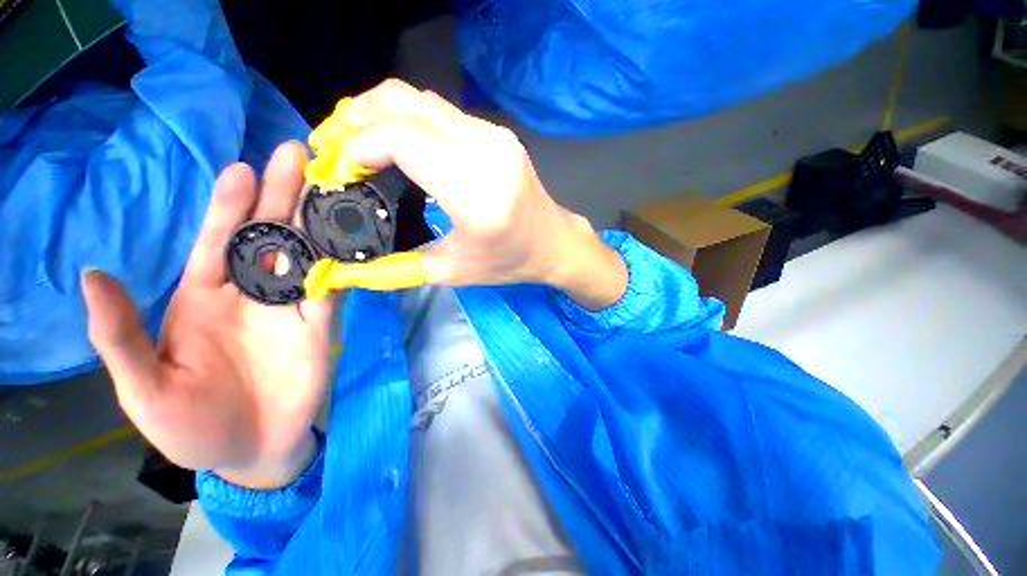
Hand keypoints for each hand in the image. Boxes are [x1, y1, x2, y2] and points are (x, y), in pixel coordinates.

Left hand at [82, 142, 330, 489]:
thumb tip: (93, 274)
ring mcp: (292, 305)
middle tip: (296, 154)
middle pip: (269, 234)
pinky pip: (334, 286)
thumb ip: (120, 336)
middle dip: (281, 195)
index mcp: (203, 297)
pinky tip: (353, 239)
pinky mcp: (322, 322)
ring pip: (307, 253)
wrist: (251, 449)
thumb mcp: (143, 389)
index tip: (241, 170)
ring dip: (318, 220)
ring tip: (331, 186)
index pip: (217, 242)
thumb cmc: (191, 427)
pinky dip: (343, 263)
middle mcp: (252, 291)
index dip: (228, 206)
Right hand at [344, 80, 627, 308]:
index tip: (337, 168)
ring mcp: (495, 136)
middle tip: (334, 147)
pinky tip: (396, 141)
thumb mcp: (454, 272)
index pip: (403, 140)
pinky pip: (440, 111)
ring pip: (421, 100)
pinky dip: (407, 118)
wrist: (553, 242)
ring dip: (379, 113)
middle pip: (405, 104)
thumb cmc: (510, 261)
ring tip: (357, 142)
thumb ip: (399, 267)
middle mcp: (487, 152)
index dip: (358, 144)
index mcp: (477, 194)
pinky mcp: (497, 133)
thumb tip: (350, 267)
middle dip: (357, 118)